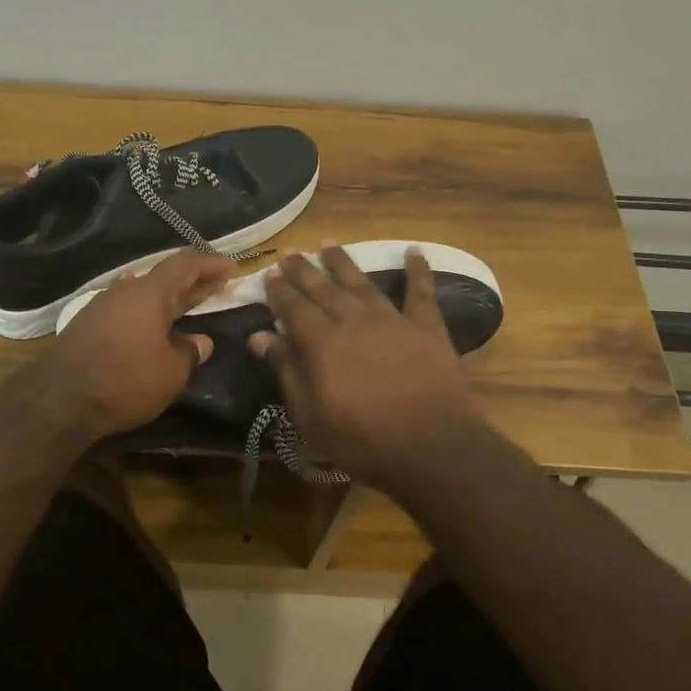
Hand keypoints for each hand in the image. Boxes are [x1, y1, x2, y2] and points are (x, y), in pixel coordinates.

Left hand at [26, 251, 236, 438]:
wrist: (60, 400)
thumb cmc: (125, 379)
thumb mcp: (170, 372)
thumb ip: (189, 352)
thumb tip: (200, 342)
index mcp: (149, 292)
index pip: (185, 265)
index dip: (210, 264)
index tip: (232, 268)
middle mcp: (125, 291)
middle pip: (164, 278)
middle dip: (194, 282)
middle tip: (218, 285)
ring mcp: (103, 307)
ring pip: (144, 294)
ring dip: (169, 299)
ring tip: (189, 304)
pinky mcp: (88, 326)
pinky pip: (128, 310)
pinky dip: (149, 314)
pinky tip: (154, 325)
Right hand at [251, 246, 485, 484]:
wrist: (431, 447)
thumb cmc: (362, 440)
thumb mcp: (310, 415)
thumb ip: (286, 370)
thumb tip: (259, 336)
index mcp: (322, 342)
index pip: (294, 307)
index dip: (279, 290)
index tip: (269, 274)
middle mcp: (353, 321)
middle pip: (323, 288)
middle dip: (304, 270)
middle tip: (291, 253)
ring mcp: (392, 321)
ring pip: (362, 283)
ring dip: (344, 262)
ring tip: (329, 243)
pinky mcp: (427, 328)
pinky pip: (421, 293)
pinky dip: (418, 271)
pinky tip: (415, 252)